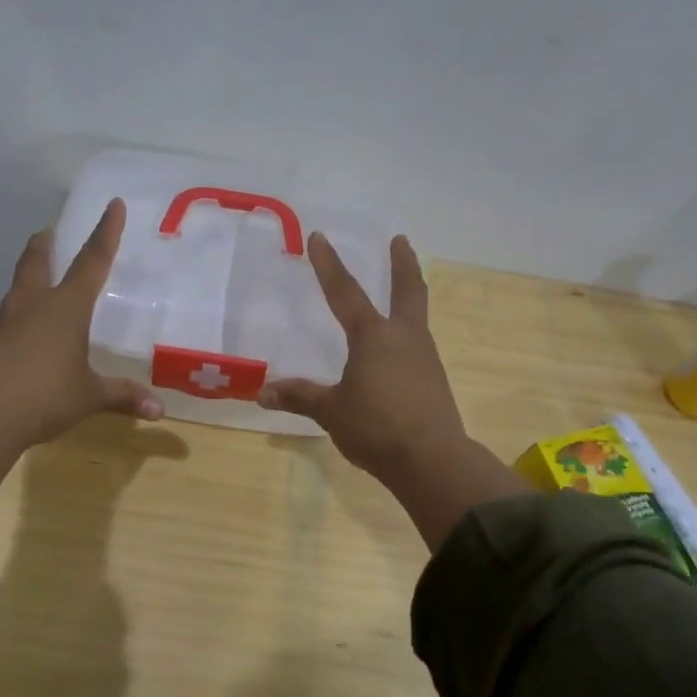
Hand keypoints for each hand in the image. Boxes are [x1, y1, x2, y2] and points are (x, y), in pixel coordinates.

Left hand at [0, 199, 160, 520]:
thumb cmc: (43, 395)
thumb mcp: (89, 397)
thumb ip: (122, 397)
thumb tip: (159, 411)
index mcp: (65, 307)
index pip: (92, 261)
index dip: (106, 232)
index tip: (113, 204)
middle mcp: (32, 305)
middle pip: (36, 262)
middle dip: (45, 245)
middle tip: (48, 233)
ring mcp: (4, 322)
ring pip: (18, 289)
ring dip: (28, 279)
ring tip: (38, 283)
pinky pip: (7, 321)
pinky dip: (18, 318)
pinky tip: (24, 336)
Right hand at [259, 232, 525, 548]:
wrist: (432, 460)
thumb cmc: (376, 427)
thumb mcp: (331, 411)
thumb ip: (300, 397)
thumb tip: (262, 393)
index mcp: (374, 337)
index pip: (345, 292)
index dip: (329, 264)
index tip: (319, 236)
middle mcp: (404, 338)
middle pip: (407, 290)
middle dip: (402, 263)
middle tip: (400, 240)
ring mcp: (424, 357)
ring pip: (416, 315)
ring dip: (408, 295)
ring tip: (399, 291)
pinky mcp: (434, 379)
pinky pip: (418, 344)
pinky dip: (408, 332)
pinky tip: (399, 348)